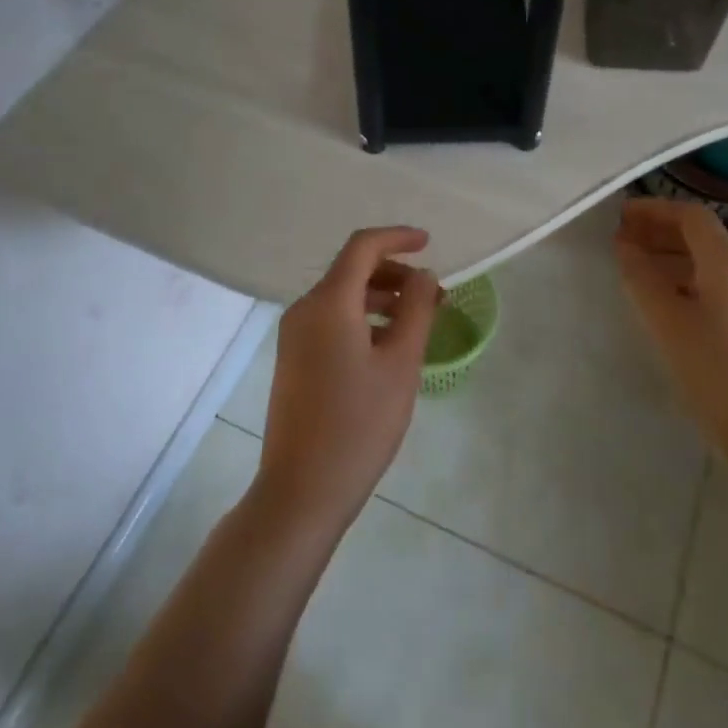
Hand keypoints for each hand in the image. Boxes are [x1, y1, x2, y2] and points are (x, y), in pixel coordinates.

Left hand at [252, 227, 440, 543]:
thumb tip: (424, 276)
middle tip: (434, 296)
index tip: (430, 243)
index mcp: (328, 302)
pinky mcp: (293, 359)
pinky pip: (331, 320)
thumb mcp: (401, 364)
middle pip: (352, 270)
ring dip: (381, 298)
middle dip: (395, 273)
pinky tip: (388, 346)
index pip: (363, 247)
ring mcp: (294, 335)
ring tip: (418, 321)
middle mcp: (305, 309)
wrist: (301, 490)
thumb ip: (416, 310)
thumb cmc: (359, 424)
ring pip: (342, 297)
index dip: (398, 237)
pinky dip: (362, 318)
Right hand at [614, 198, 727, 465]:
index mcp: (726, 261)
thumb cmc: (717, 369)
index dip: (654, 209)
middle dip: (658, 231)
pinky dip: (679, 283)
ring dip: (667, 257)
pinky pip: (708, 288)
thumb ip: (641, 276)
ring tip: (632, 269)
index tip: (620, 216)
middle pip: (699, 236)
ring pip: (703, 264)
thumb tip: (624, 244)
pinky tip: (659, 304)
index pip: (690, 215)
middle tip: (620, 240)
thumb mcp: (667, 320)